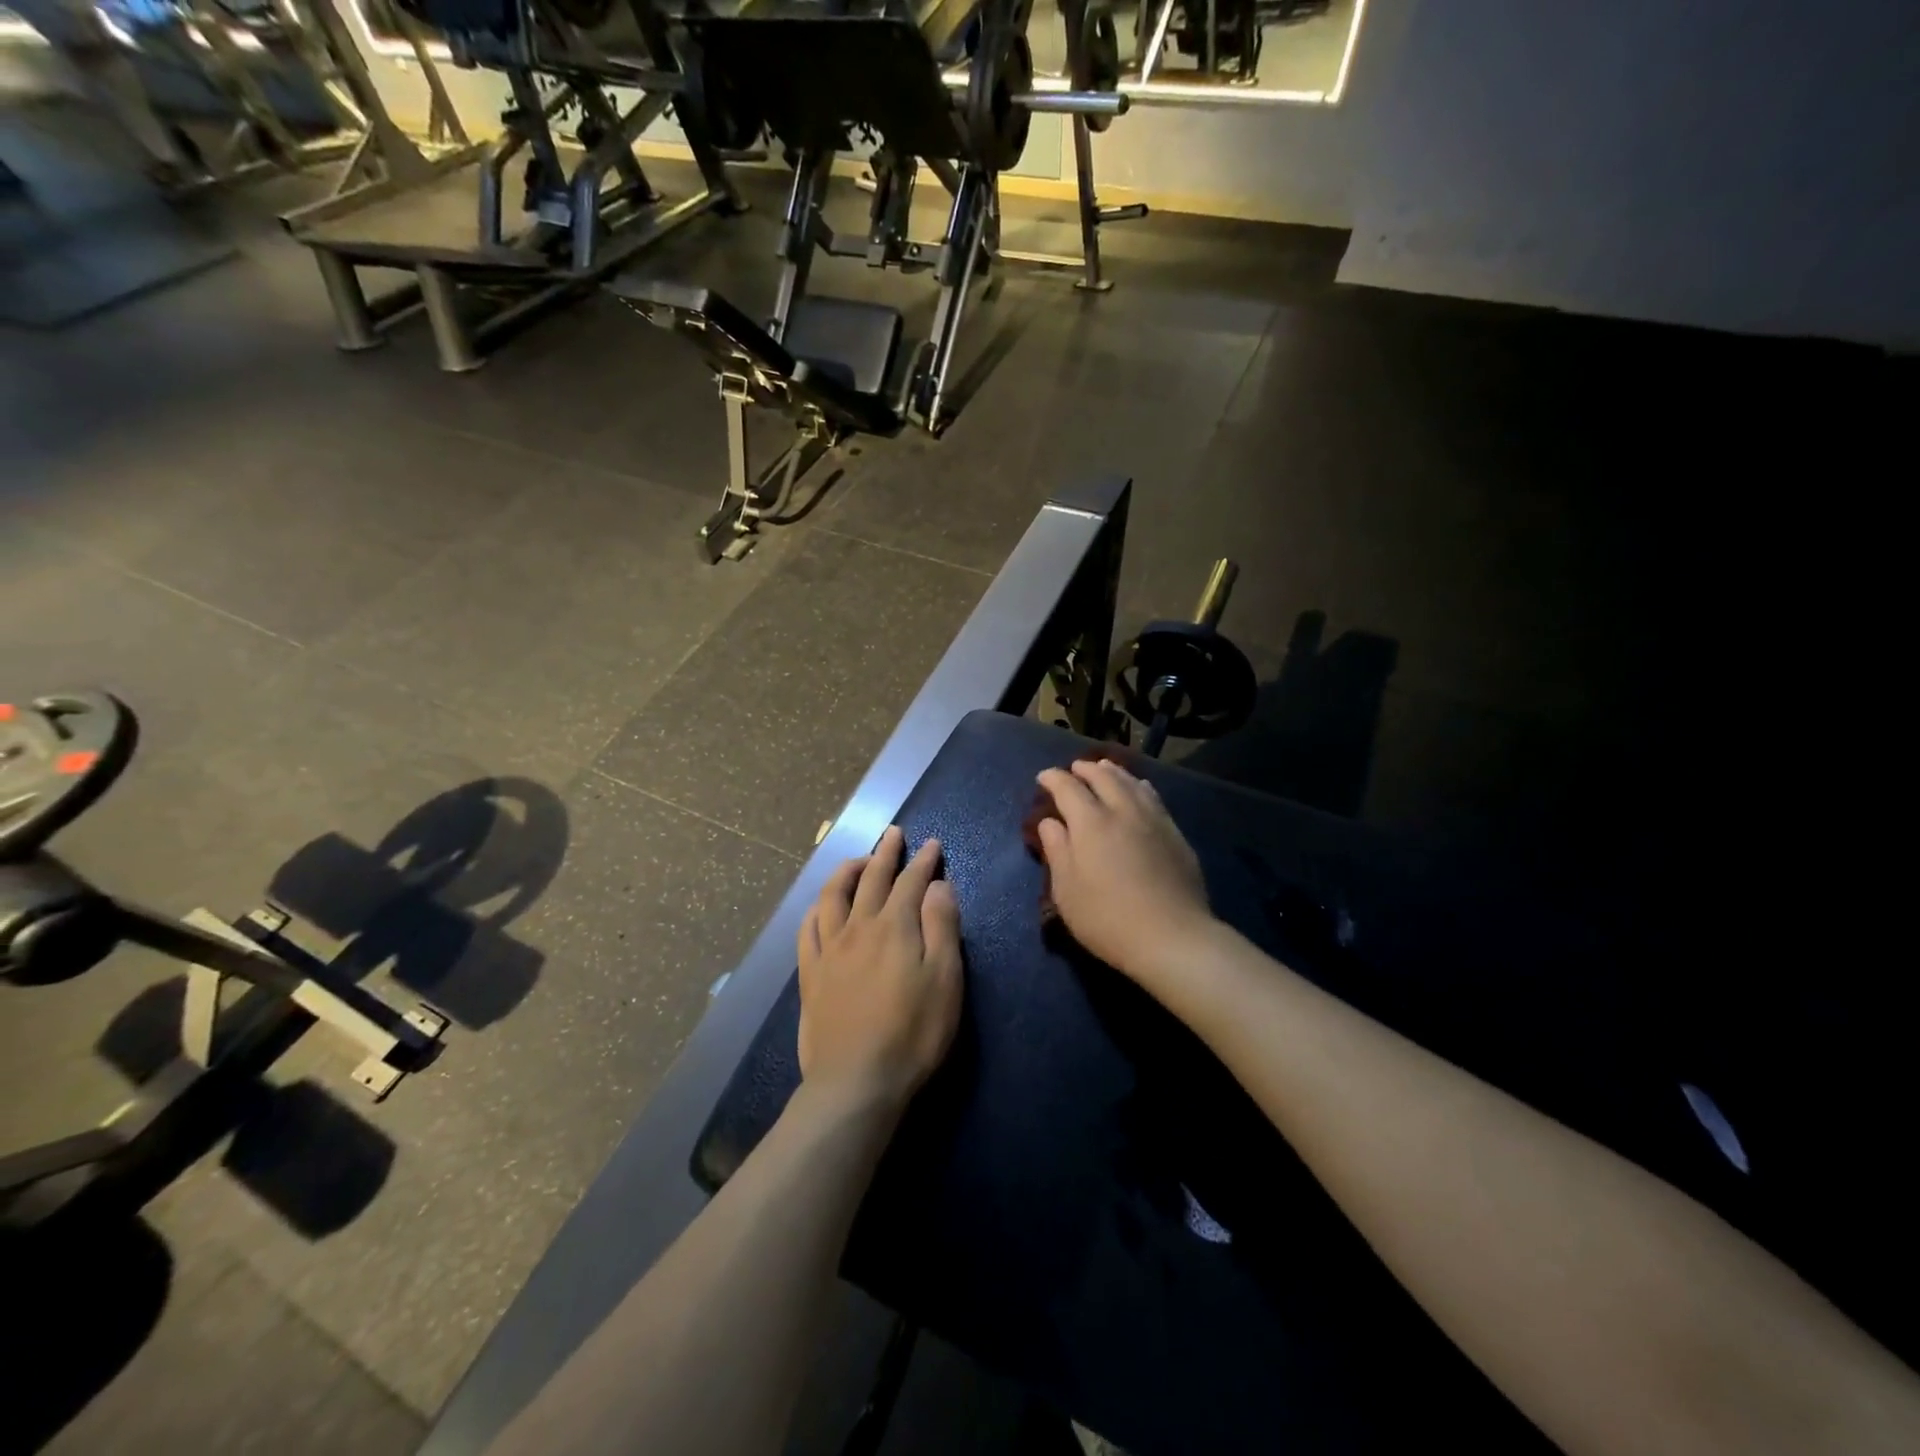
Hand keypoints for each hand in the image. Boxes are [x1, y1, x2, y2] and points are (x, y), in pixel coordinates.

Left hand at [796, 826, 963, 1117]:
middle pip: (871, 879)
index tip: (932, 844)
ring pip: (833, 896)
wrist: (856, 1081)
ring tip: (858, 860)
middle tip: (894, 834)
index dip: (923, 861)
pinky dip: (816, 908)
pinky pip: (808, 929)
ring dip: (847, 871)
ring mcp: (829, 950)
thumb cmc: (913, 1033)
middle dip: (886, 853)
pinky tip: (820, 905)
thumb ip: (942, 927)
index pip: (911, 881)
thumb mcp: (945, 979)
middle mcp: (858, 927)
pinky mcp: (810, 974)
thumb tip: (938, 886)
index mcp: (895, 927)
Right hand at [1034, 758, 1214, 988]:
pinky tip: (1140, 789)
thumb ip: (1057, 851)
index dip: (1053, 778)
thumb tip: (1050, 822)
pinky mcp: (1175, 834)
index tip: (1043, 777)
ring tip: (1105, 768)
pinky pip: (1154, 797)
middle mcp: (1122, 811)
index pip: (1068, 788)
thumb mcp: (1067, 891)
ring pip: (1132, 783)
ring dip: (1114, 772)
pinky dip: (1140, 786)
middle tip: (1075, 768)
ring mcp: (1154, 820)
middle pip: (1103, 777)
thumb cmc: (1108, 919)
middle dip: (1086, 769)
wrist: (1173, 938)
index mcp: (1090, 823)